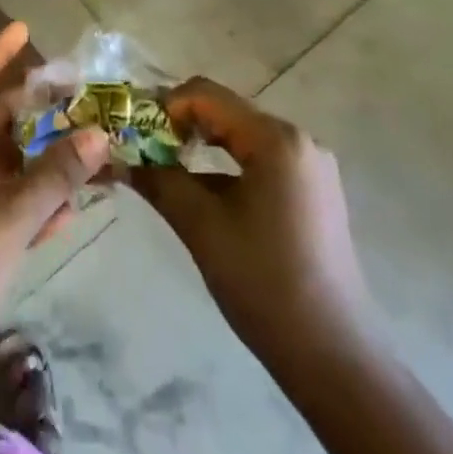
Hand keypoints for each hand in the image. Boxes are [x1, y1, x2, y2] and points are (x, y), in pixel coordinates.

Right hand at [130, 77, 372, 360]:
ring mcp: (311, 166)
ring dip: (203, 146)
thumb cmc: (264, 284)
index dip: (164, 105)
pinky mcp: (313, 191)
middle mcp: (298, 140)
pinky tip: (204, 193)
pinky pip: (261, 159)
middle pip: (226, 112)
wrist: (333, 358)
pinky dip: (228, 166)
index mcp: (276, 139)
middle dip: (181, 125)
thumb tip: (119, 158)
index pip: (207, 95)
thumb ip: (159, 180)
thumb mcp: (202, 227)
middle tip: (143, 149)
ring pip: (242, 136)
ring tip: (166, 169)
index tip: (135, 131)